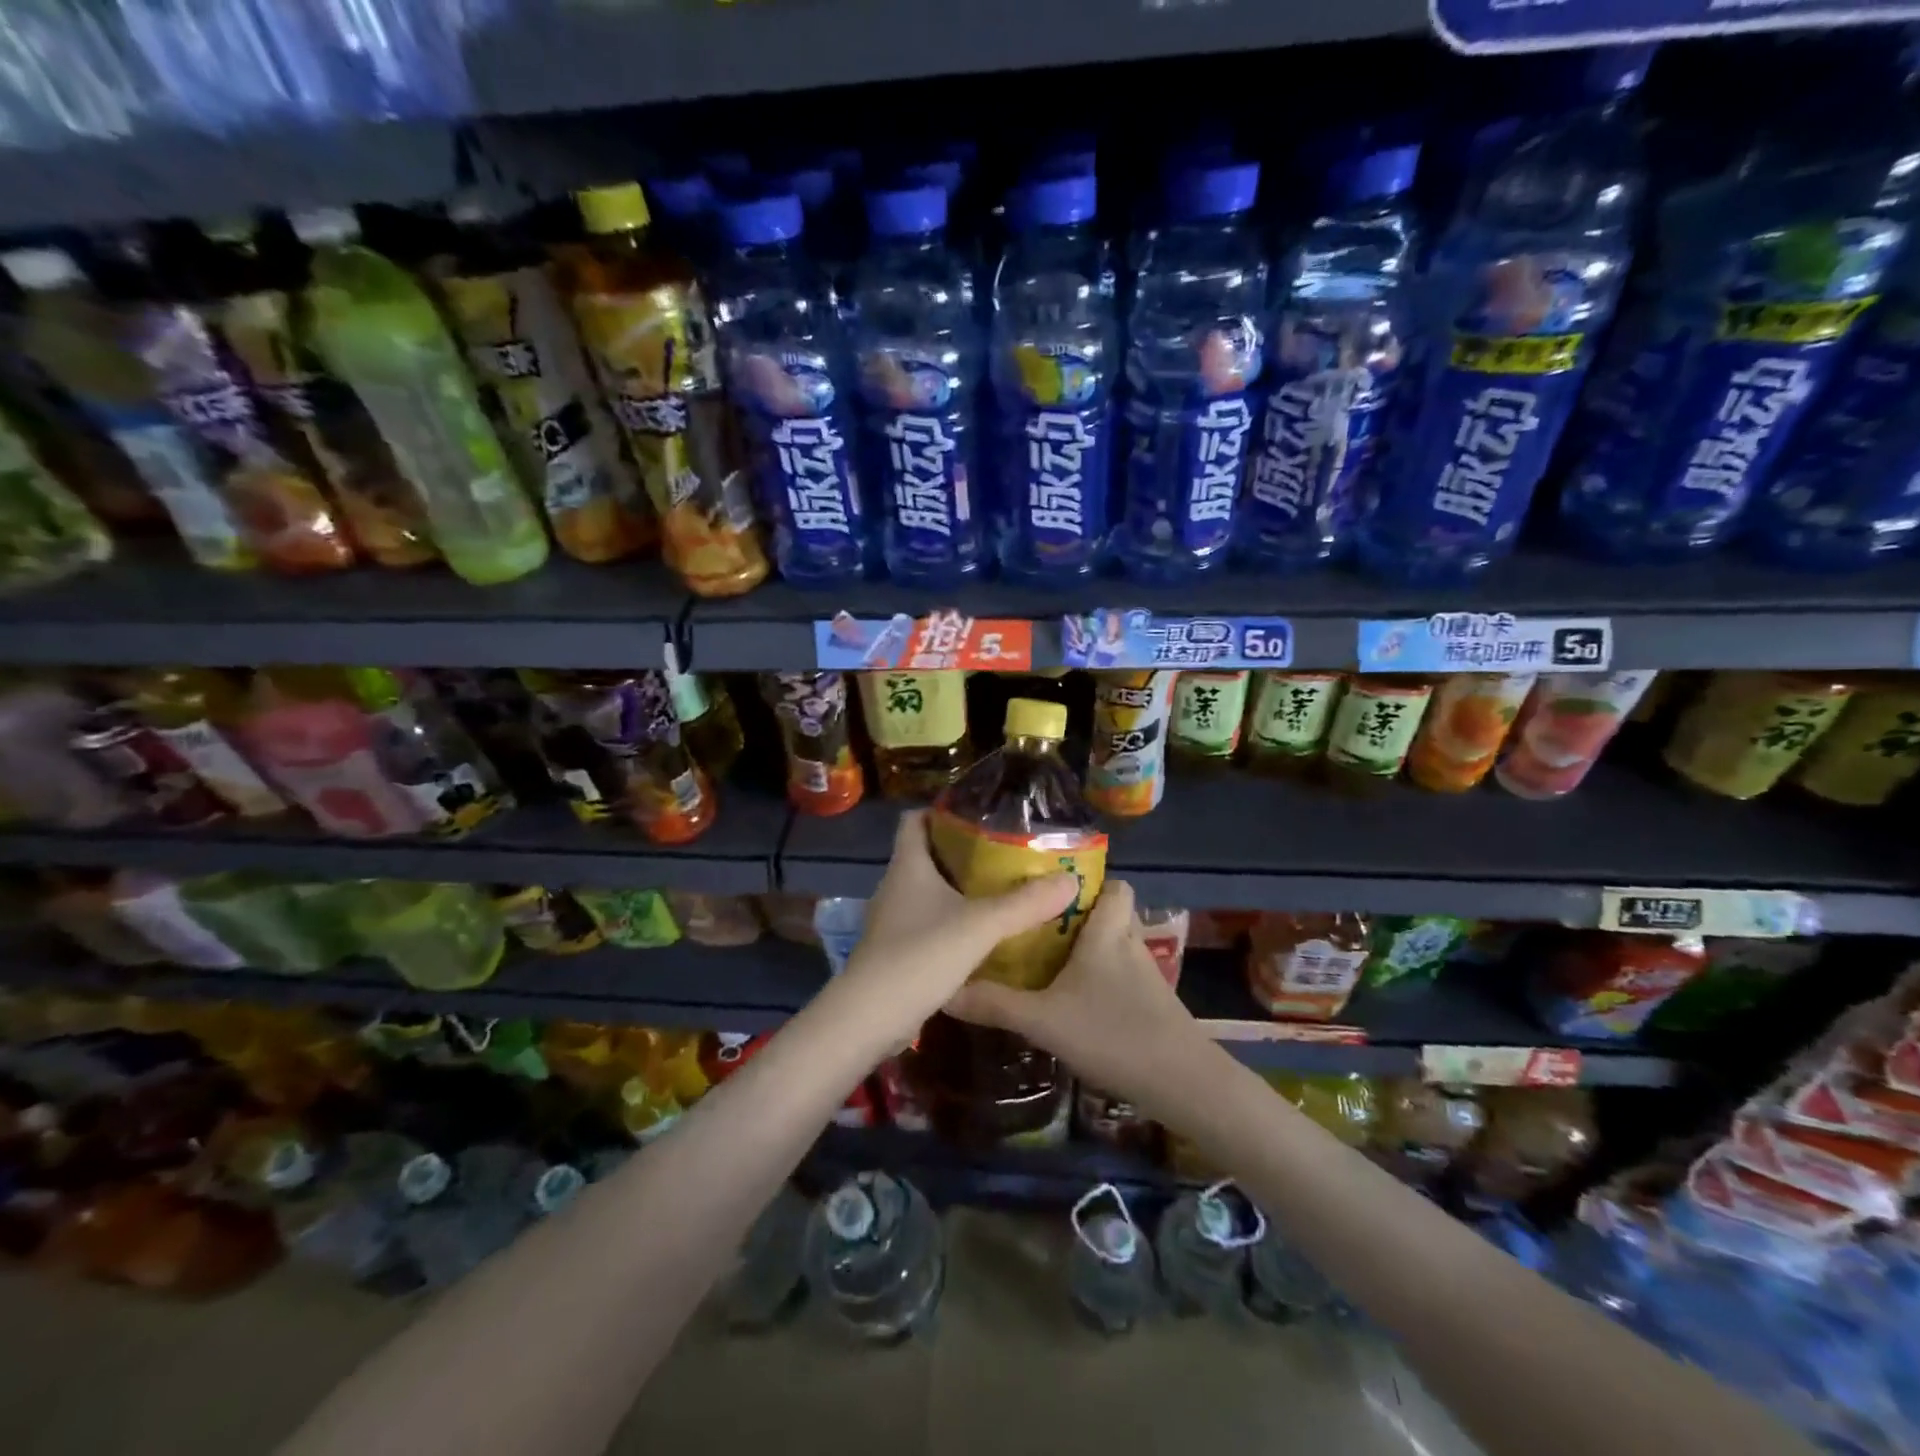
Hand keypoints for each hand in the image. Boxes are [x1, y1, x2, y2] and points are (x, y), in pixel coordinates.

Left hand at [830, 809, 1078, 1052]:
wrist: (870, 1018)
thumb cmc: (920, 955)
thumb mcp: (980, 925)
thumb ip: (1025, 903)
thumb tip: (1070, 880)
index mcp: (907, 865)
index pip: (914, 819)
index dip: (941, 810)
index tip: (979, 812)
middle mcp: (895, 886)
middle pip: (926, 854)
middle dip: (963, 851)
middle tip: (1006, 853)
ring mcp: (893, 920)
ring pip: (929, 892)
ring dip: (960, 889)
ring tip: (1003, 890)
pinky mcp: (897, 950)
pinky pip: (928, 923)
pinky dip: (953, 921)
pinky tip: (983, 934)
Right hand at [945, 879, 1210, 1110]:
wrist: (1183, 1083)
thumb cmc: (1113, 1034)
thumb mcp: (1044, 1021)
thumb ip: (996, 1005)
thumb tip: (945, 990)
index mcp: (1108, 933)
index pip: (1114, 885)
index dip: (1090, 883)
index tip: (1049, 890)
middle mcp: (1130, 945)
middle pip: (1110, 915)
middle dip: (1077, 919)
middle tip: (1035, 927)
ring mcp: (1147, 977)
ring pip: (1115, 948)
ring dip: (1089, 952)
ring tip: (1047, 962)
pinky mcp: (1153, 1005)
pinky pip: (1122, 977)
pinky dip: (1101, 982)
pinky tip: (1075, 1003)